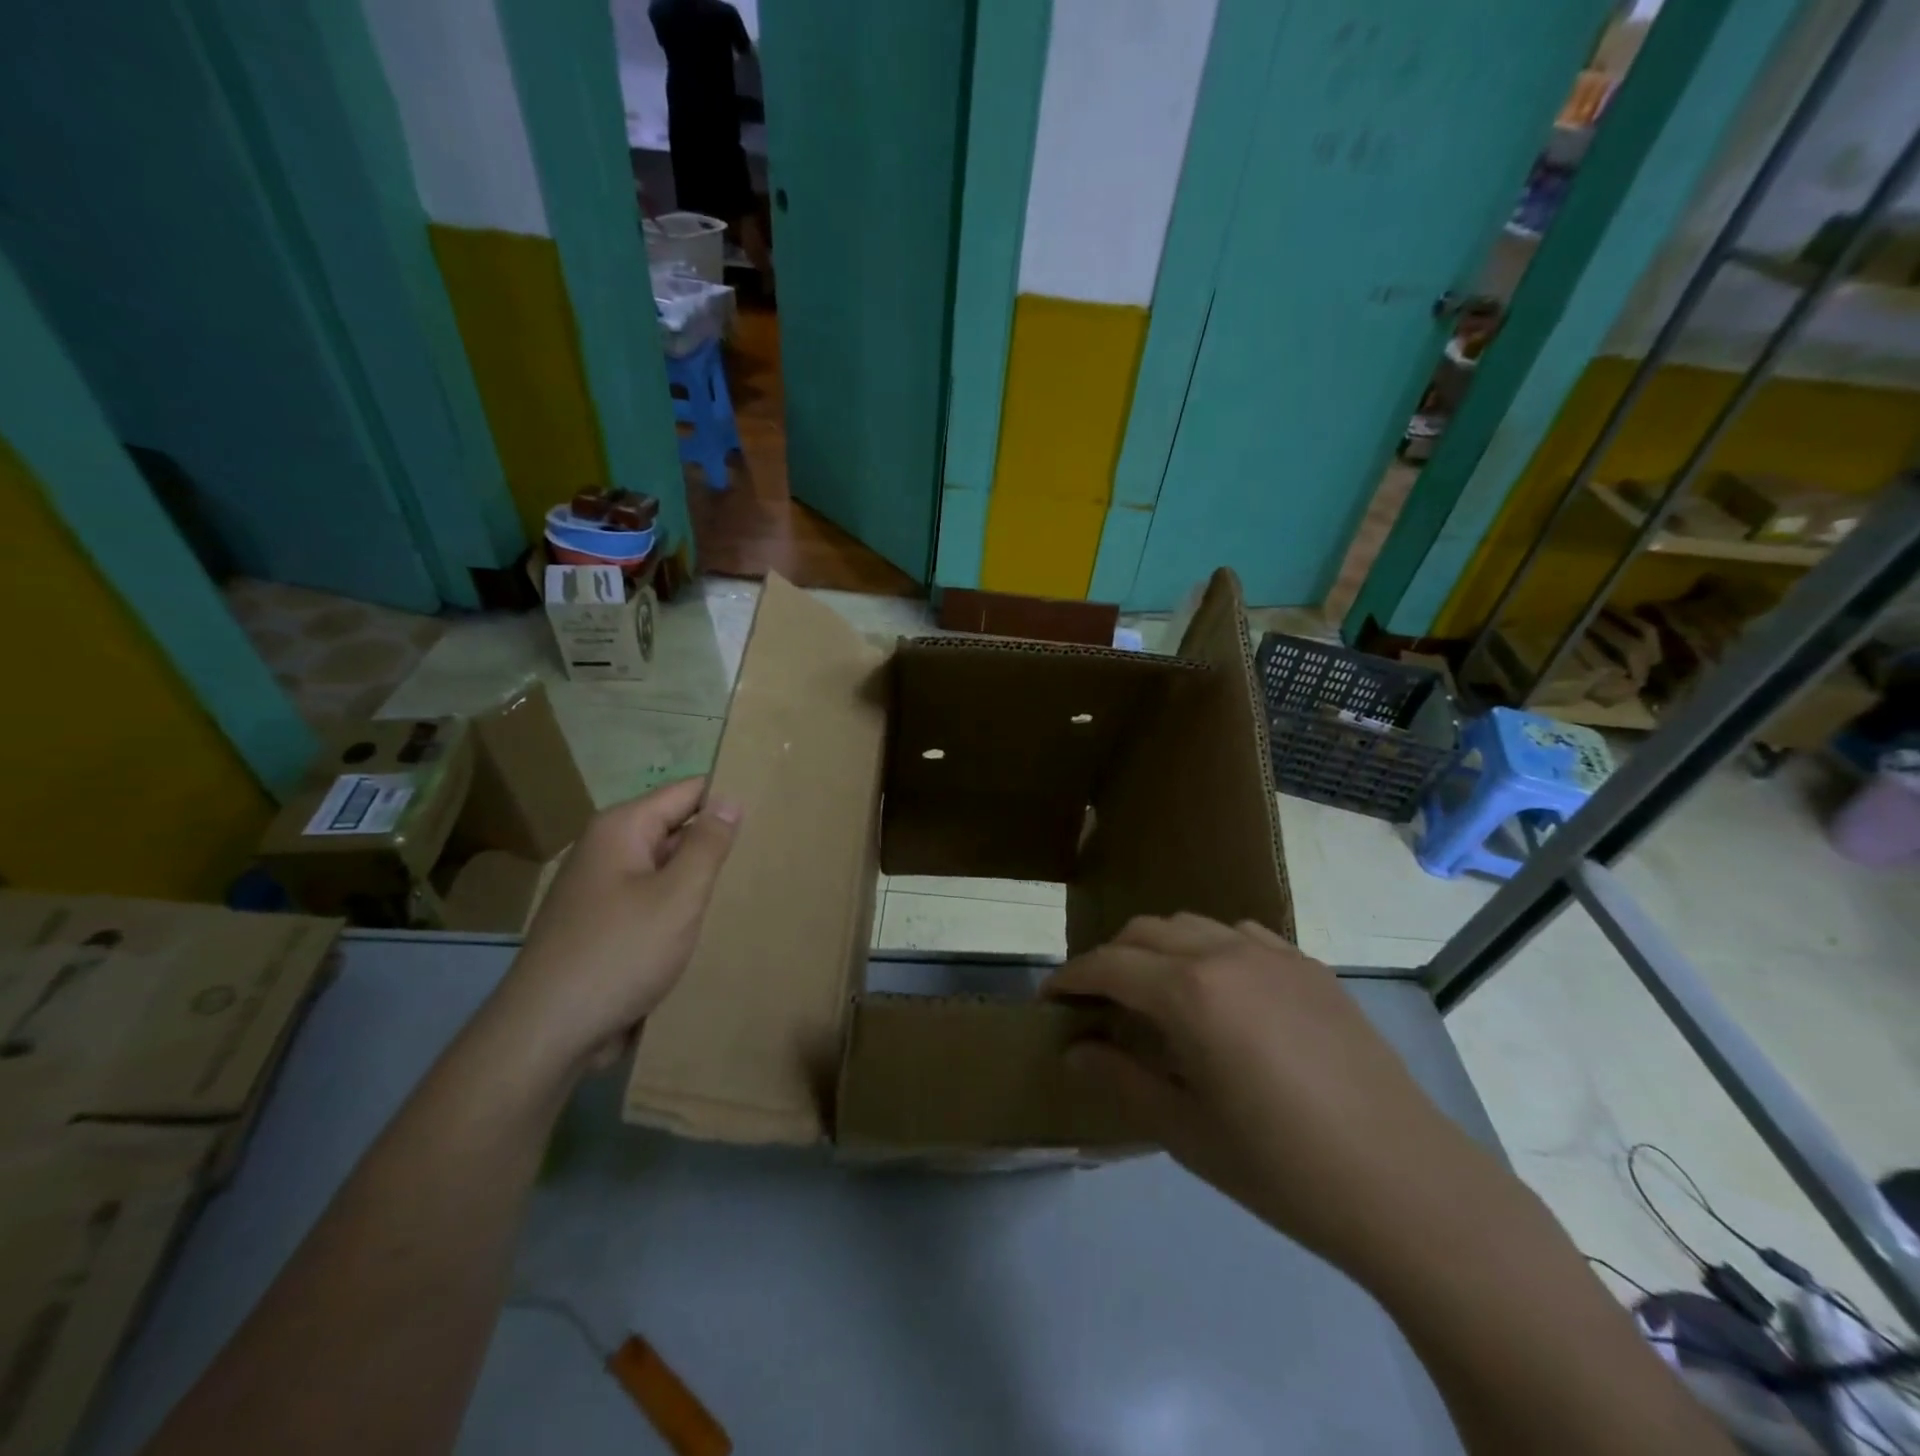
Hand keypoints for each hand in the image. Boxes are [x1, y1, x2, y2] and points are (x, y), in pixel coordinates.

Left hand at [485, 778, 740, 1081]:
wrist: (548, 1033)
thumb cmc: (619, 953)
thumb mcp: (677, 895)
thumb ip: (707, 844)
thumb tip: (729, 798)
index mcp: (622, 829)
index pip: (688, 792)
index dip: (727, 798)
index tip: (771, 811)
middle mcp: (608, 850)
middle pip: (676, 829)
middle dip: (717, 842)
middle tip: (770, 853)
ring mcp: (604, 890)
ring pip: (667, 870)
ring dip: (700, 880)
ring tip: (753, 887)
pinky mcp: (605, 926)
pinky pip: (653, 902)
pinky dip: (680, 909)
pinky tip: (713, 926)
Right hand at [1046, 915, 1492, 1276]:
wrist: (1406, 1184)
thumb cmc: (1282, 1167)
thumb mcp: (1185, 1130)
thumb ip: (1120, 1079)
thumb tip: (1073, 1050)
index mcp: (1189, 992)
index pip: (1108, 965)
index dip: (1071, 978)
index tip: (1050, 999)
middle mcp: (1225, 953)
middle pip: (1145, 932)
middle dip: (1110, 959)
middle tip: (1098, 1003)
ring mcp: (1273, 954)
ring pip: (1191, 925)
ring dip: (1158, 949)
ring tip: (1156, 994)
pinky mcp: (1309, 967)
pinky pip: (1241, 934)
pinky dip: (1209, 948)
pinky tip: (1221, 990)